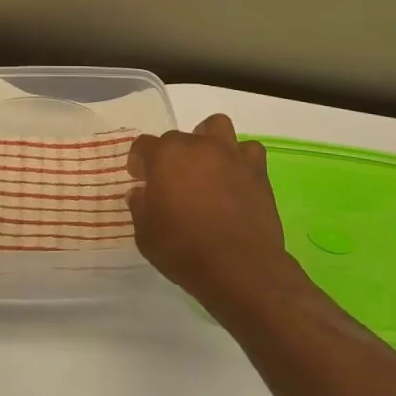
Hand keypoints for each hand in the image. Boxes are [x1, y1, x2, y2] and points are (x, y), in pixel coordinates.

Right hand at [129, 113, 297, 309]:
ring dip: (208, 140)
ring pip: (216, 127)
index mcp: (164, 156)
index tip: (141, 180)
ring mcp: (229, 154)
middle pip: (177, 138)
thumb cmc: (184, 251)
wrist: (240, 268)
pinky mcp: (256, 170)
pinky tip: (235, 178)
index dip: (139, 162)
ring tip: (206, 166)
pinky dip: (241, 159)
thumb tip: (142, 192)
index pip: (143, 146)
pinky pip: (248, 150)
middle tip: (174, 183)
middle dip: (172, 157)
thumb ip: (140, 207)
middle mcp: (196, 146)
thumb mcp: (145, 235)